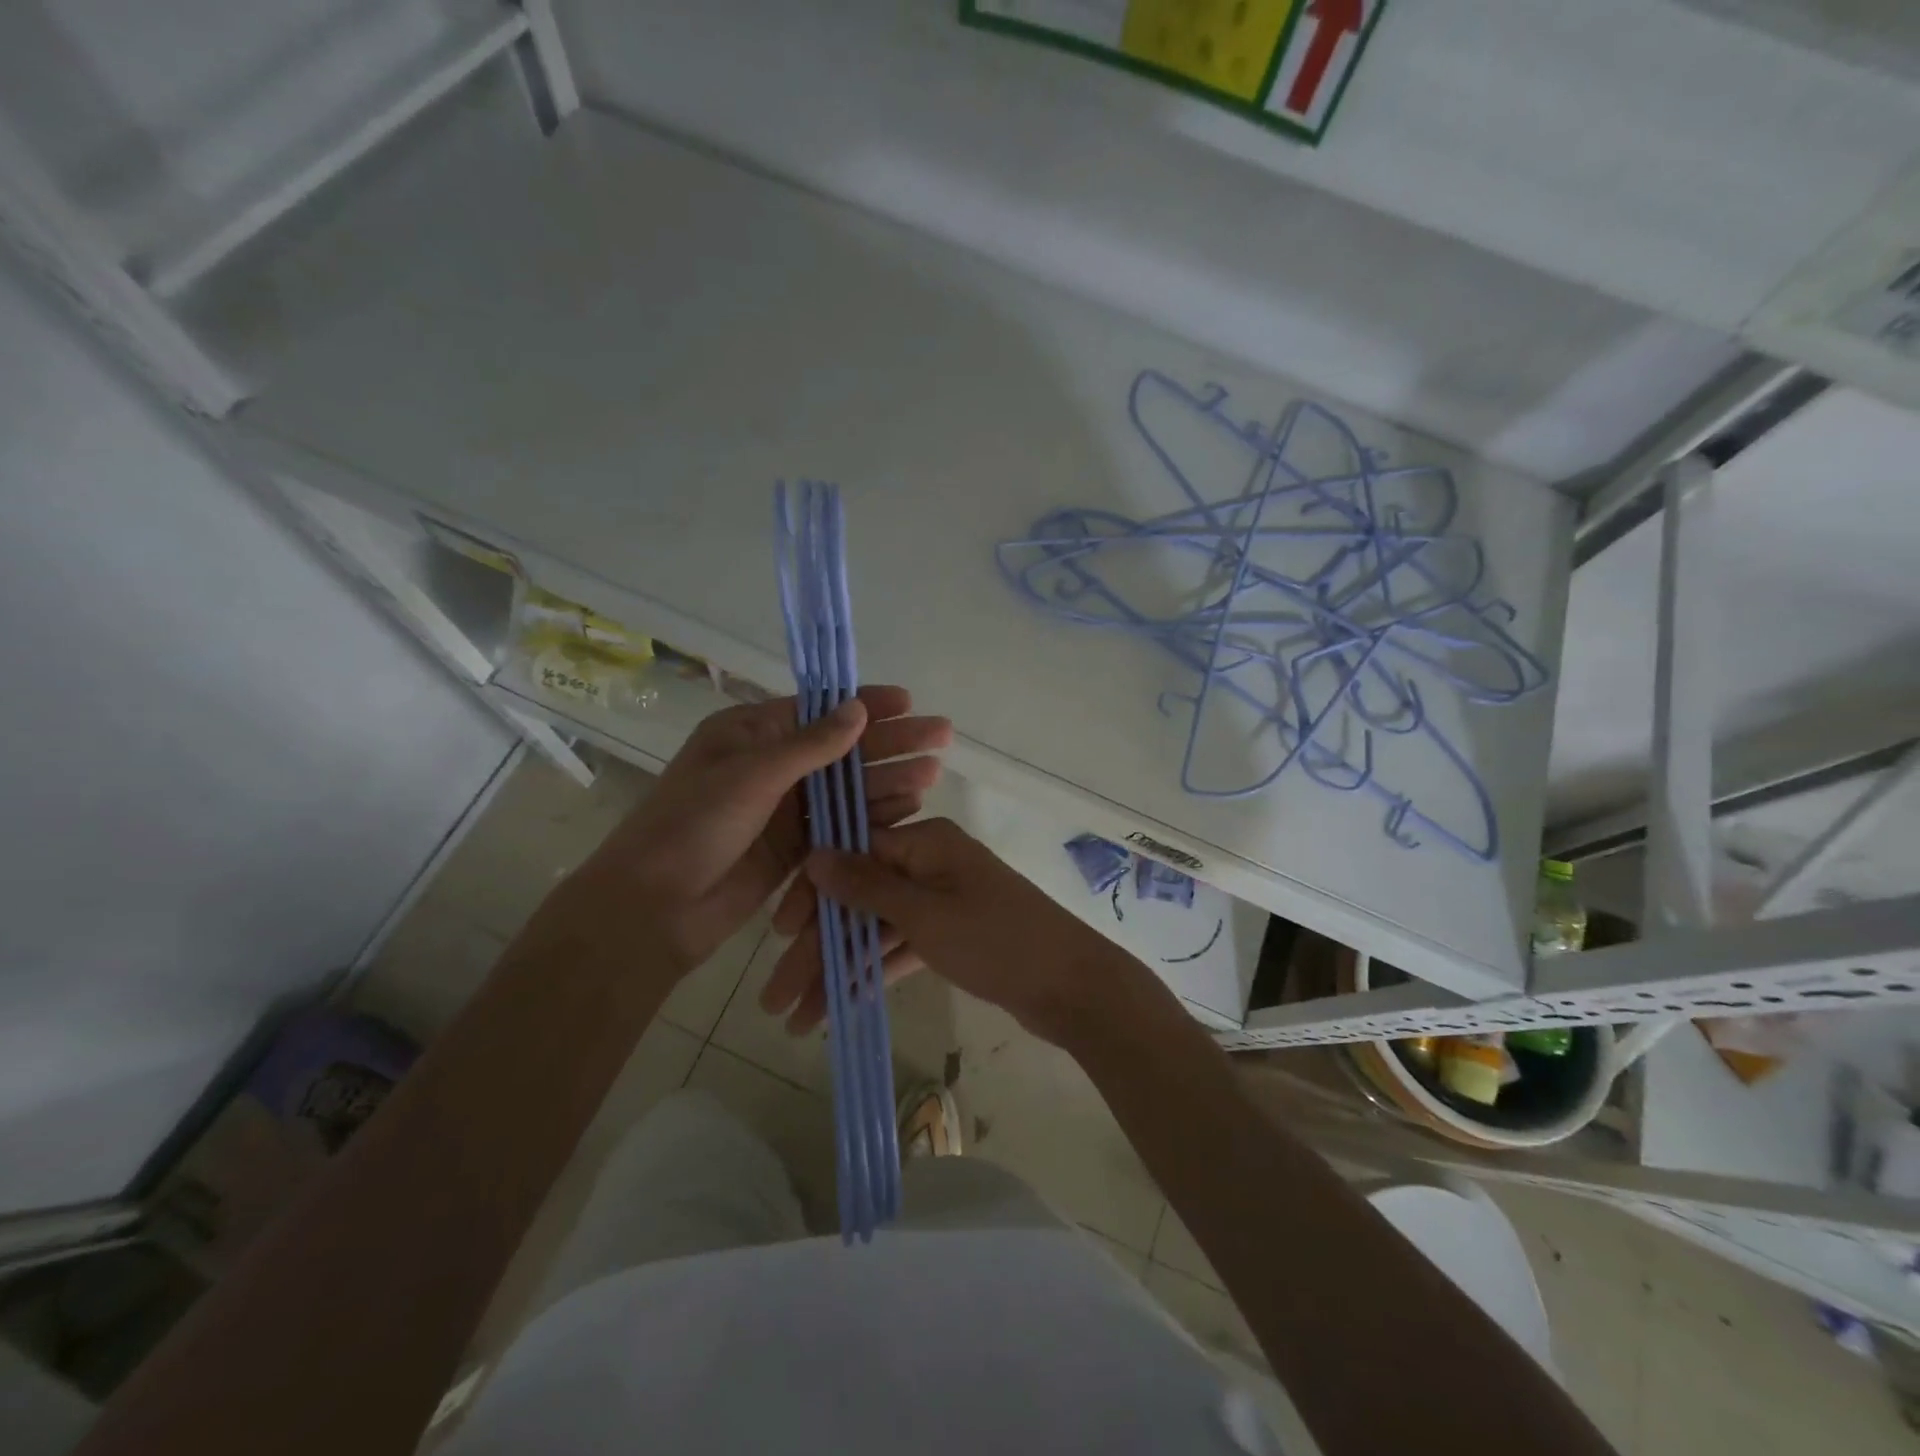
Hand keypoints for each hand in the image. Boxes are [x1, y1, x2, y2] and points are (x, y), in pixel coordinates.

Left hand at [563, 687, 950, 978]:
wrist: (655, 909)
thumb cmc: (693, 826)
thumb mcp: (749, 775)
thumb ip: (809, 746)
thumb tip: (858, 709)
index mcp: (752, 734)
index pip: (819, 710)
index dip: (865, 704)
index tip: (908, 702)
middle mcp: (773, 766)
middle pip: (843, 749)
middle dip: (891, 742)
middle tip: (941, 736)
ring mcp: (786, 809)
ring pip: (847, 788)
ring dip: (889, 780)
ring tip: (933, 772)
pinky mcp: (796, 847)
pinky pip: (842, 824)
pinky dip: (872, 817)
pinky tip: (908, 809)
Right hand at [758, 817, 1135, 1045]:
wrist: (1073, 987)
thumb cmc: (997, 941)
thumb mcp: (925, 914)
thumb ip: (868, 886)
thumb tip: (815, 854)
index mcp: (926, 841)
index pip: (852, 855)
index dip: (812, 896)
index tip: (778, 936)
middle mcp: (931, 863)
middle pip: (860, 898)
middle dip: (818, 947)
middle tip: (776, 999)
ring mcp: (943, 900)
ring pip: (877, 928)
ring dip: (841, 969)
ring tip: (799, 1018)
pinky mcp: (953, 934)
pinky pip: (902, 946)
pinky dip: (876, 971)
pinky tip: (841, 1005)